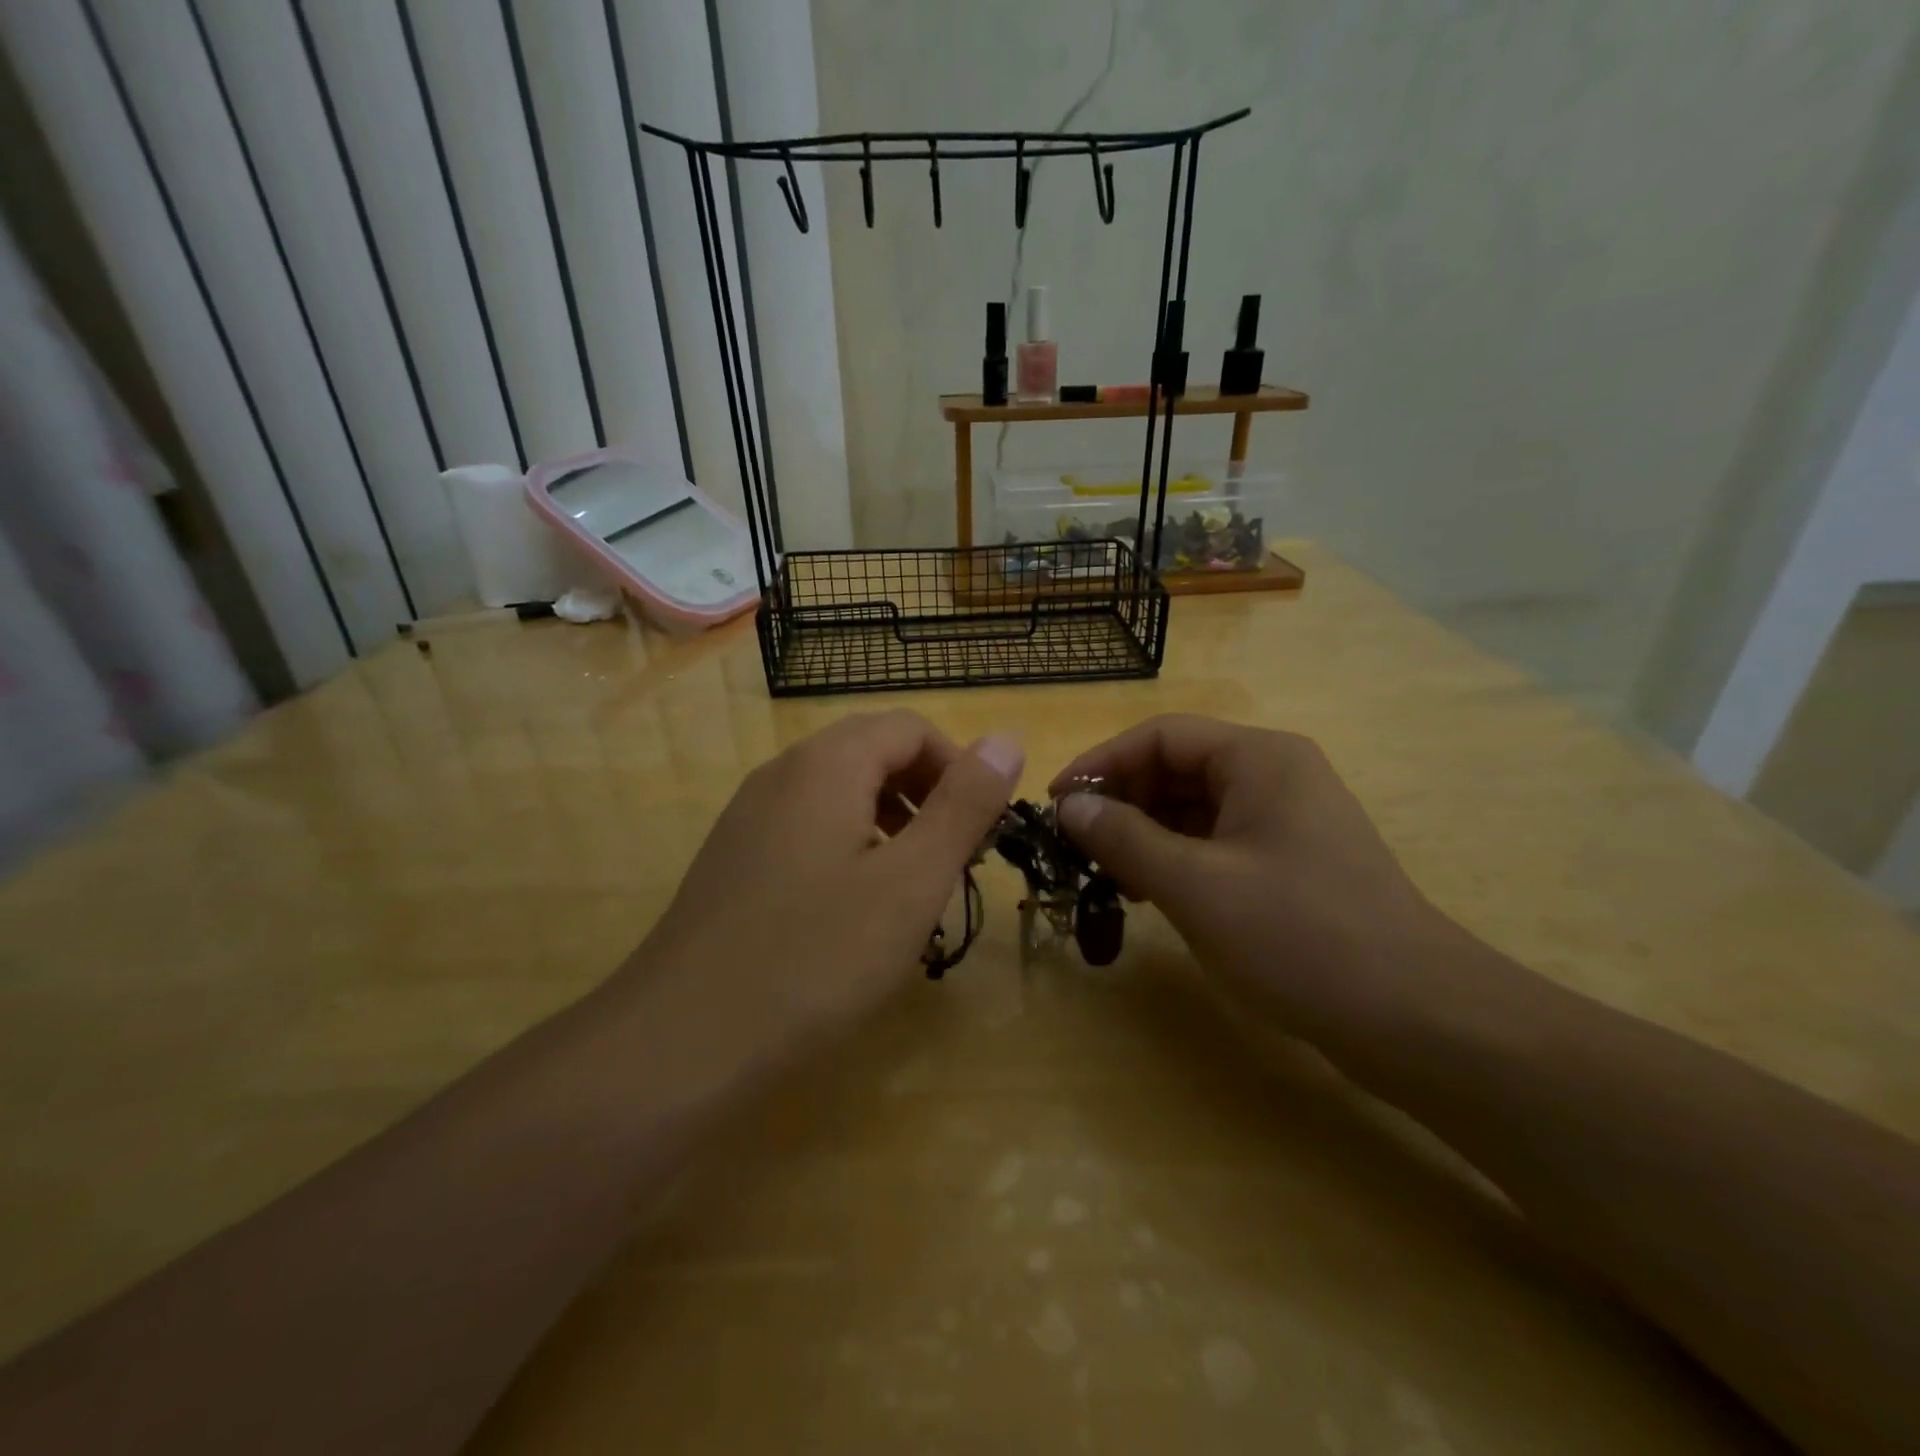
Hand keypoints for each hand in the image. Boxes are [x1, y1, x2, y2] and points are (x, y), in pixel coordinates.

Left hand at [633, 711, 1021, 1070]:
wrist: (683, 1041)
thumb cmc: (816, 956)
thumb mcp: (912, 881)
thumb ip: (964, 804)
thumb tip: (1006, 739)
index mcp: (826, 764)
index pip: (909, 728)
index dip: (958, 766)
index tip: (982, 827)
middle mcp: (781, 773)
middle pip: (871, 752)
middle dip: (926, 792)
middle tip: (956, 856)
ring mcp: (749, 815)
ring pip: (838, 791)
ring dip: (890, 818)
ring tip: (913, 883)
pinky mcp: (733, 858)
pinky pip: (806, 826)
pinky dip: (849, 844)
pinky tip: (855, 907)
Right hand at [1049, 714, 1450, 1041]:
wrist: (1416, 1018)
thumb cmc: (1298, 935)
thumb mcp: (1195, 884)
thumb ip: (1124, 838)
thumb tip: (1068, 805)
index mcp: (1258, 758)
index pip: (1160, 736)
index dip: (1101, 763)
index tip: (1056, 804)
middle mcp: (1274, 775)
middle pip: (1177, 768)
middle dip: (1122, 802)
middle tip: (1077, 847)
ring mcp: (1286, 820)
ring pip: (1194, 809)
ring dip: (1145, 835)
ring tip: (1106, 875)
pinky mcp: (1290, 862)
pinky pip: (1216, 843)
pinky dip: (1176, 860)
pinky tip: (1151, 895)